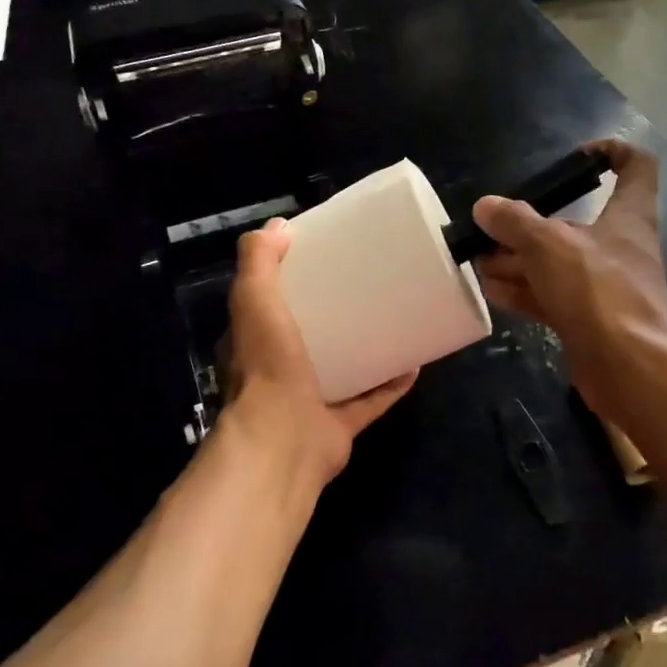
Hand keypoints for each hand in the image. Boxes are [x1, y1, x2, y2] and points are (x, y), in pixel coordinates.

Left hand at [220, 219, 417, 485]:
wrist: (283, 442)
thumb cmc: (267, 366)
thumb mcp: (254, 300)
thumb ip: (259, 261)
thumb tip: (279, 225)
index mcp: (253, 344)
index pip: (266, 307)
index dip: (288, 283)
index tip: (320, 260)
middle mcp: (277, 373)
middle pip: (307, 337)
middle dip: (331, 314)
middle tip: (363, 286)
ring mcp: (309, 401)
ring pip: (339, 369)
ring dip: (363, 348)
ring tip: (391, 319)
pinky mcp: (338, 425)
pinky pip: (370, 400)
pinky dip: (390, 385)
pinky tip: (414, 363)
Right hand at [472, 139, 666, 422]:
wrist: (628, 367)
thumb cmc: (597, 290)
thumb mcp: (548, 245)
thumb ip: (514, 222)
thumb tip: (485, 207)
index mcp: (628, 216)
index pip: (636, 166)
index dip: (611, 152)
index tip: (575, 158)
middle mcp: (619, 246)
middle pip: (576, 221)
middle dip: (531, 224)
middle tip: (491, 228)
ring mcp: (605, 286)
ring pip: (558, 263)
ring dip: (519, 260)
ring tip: (479, 260)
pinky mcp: (591, 319)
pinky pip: (552, 296)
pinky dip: (524, 290)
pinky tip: (491, 290)